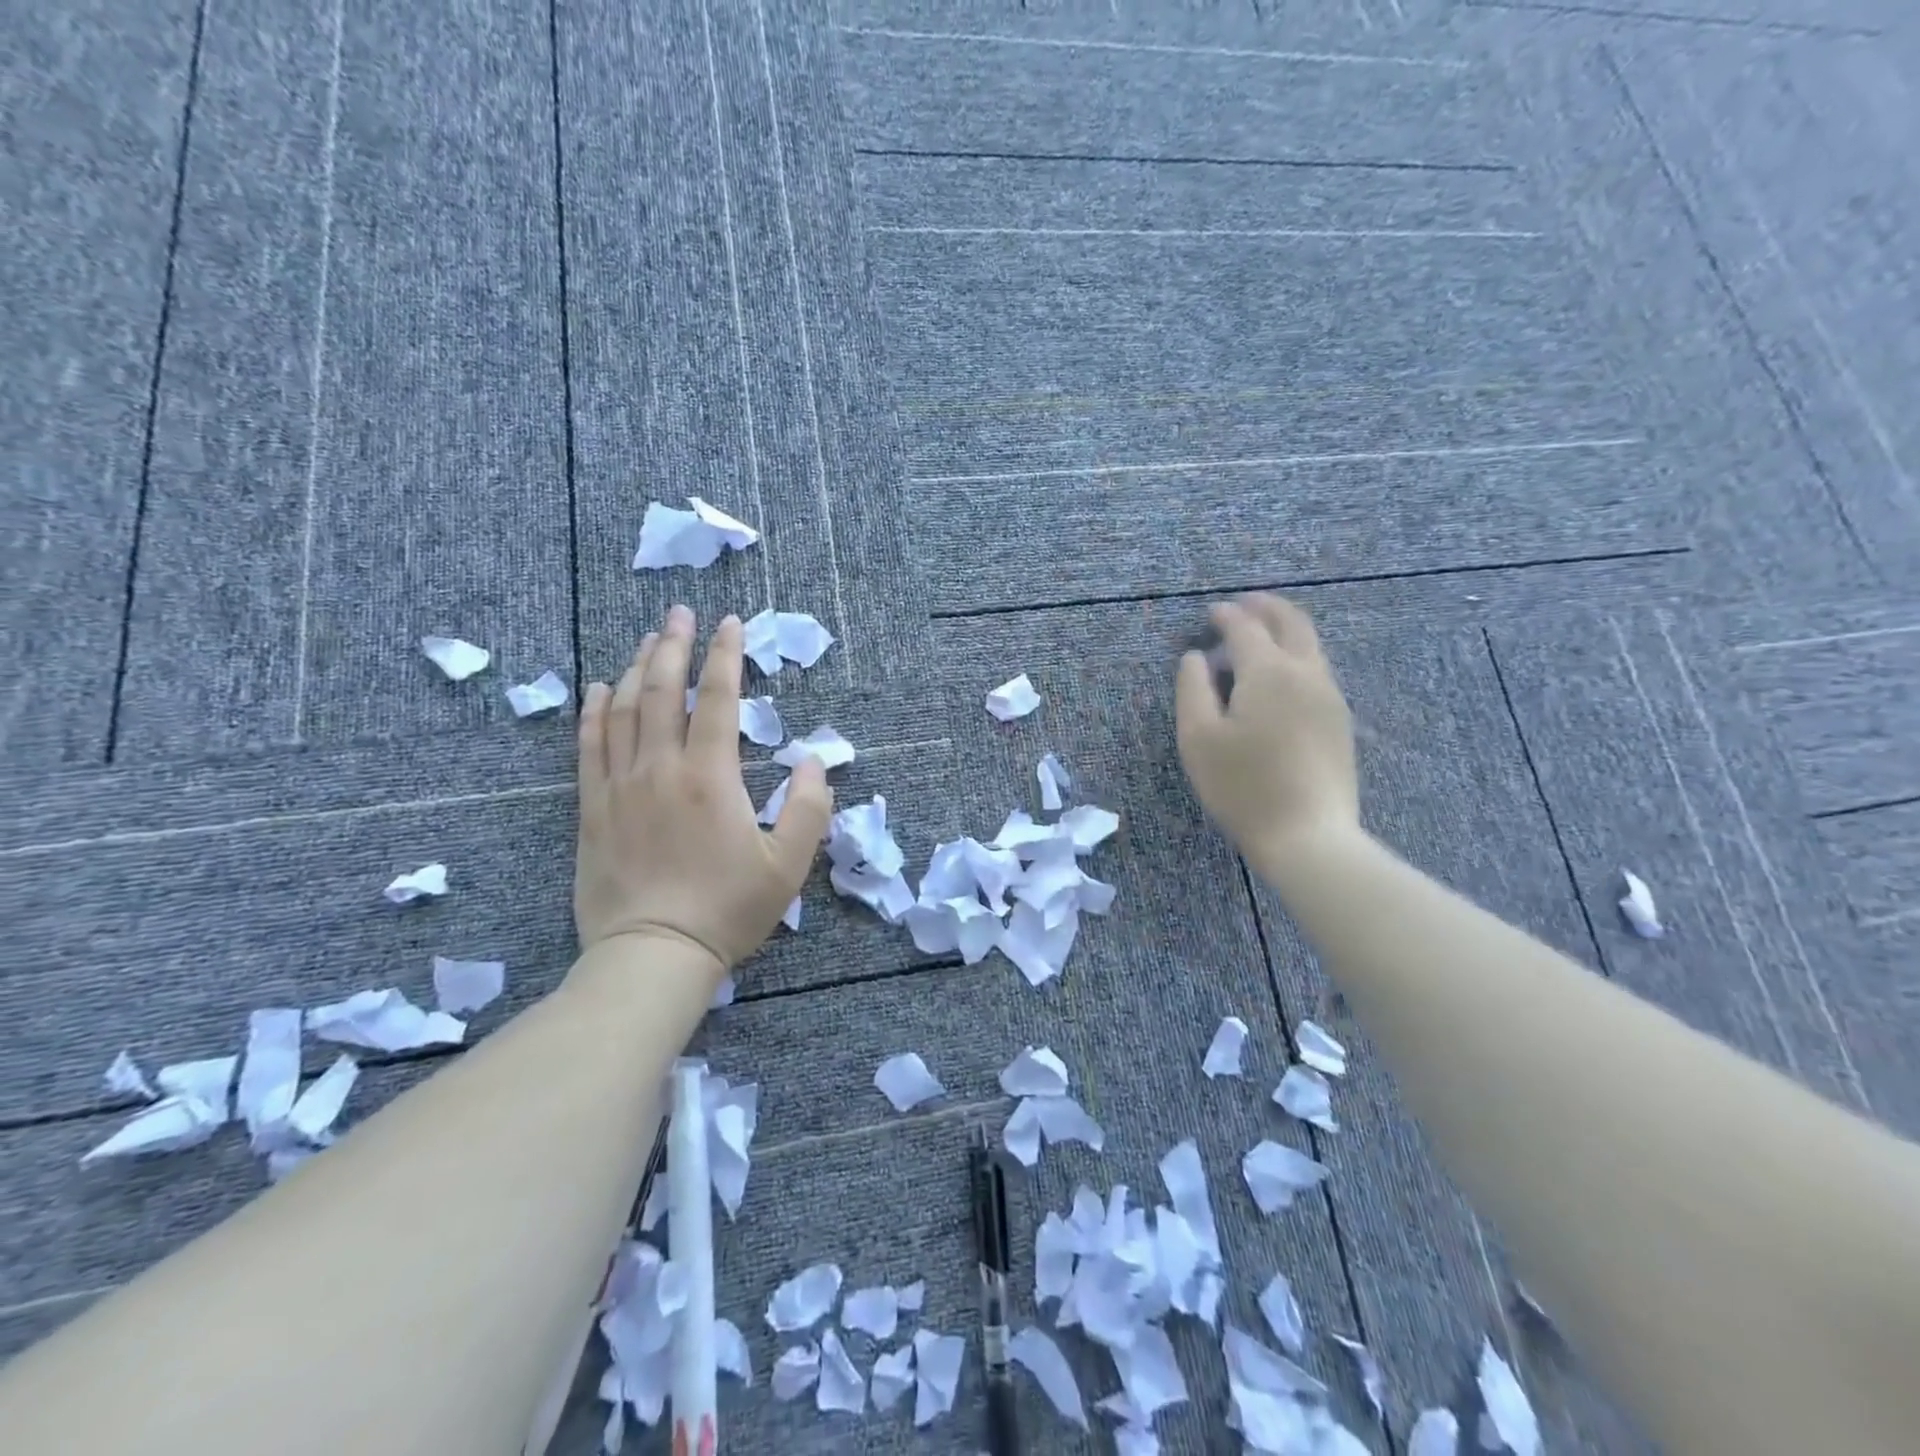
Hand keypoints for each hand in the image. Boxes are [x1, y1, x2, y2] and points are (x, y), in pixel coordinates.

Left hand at [574, 605, 832, 974]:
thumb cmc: (727, 909)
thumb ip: (810, 808)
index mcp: (712, 776)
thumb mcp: (788, 866)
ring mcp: (620, 785)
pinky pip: (589, 745)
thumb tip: (814, 761)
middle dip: (674, 644)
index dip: (726, 655)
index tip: (730, 622)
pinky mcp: (592, 807)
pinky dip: (594, 710)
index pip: (719, 698)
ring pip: (624, 709)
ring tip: (647, 639)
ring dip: (636, 668)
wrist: (652, 955)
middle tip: (679, 611)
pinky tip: (598, 689)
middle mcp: (661, 767)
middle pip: (663, 690)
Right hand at [1174, 594, 1360, 876]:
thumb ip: (1192, 689)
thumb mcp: (1198, 738)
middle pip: (1292, 623)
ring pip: (1311, 645)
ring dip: (1284, 630)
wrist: (1308, 835)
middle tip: (1244, 605)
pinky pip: (1318, 670)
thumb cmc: (1242, 786)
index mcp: (1269, 672)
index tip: (1211, 613)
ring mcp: (1330, 697)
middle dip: (1266, 608)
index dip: (1227, 616)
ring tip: (1260, 636)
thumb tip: (1196, 658)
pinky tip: (1279, 676)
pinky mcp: (1339, 722)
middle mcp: (1307, 673)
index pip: (1246, 629)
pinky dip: (1296, 655)